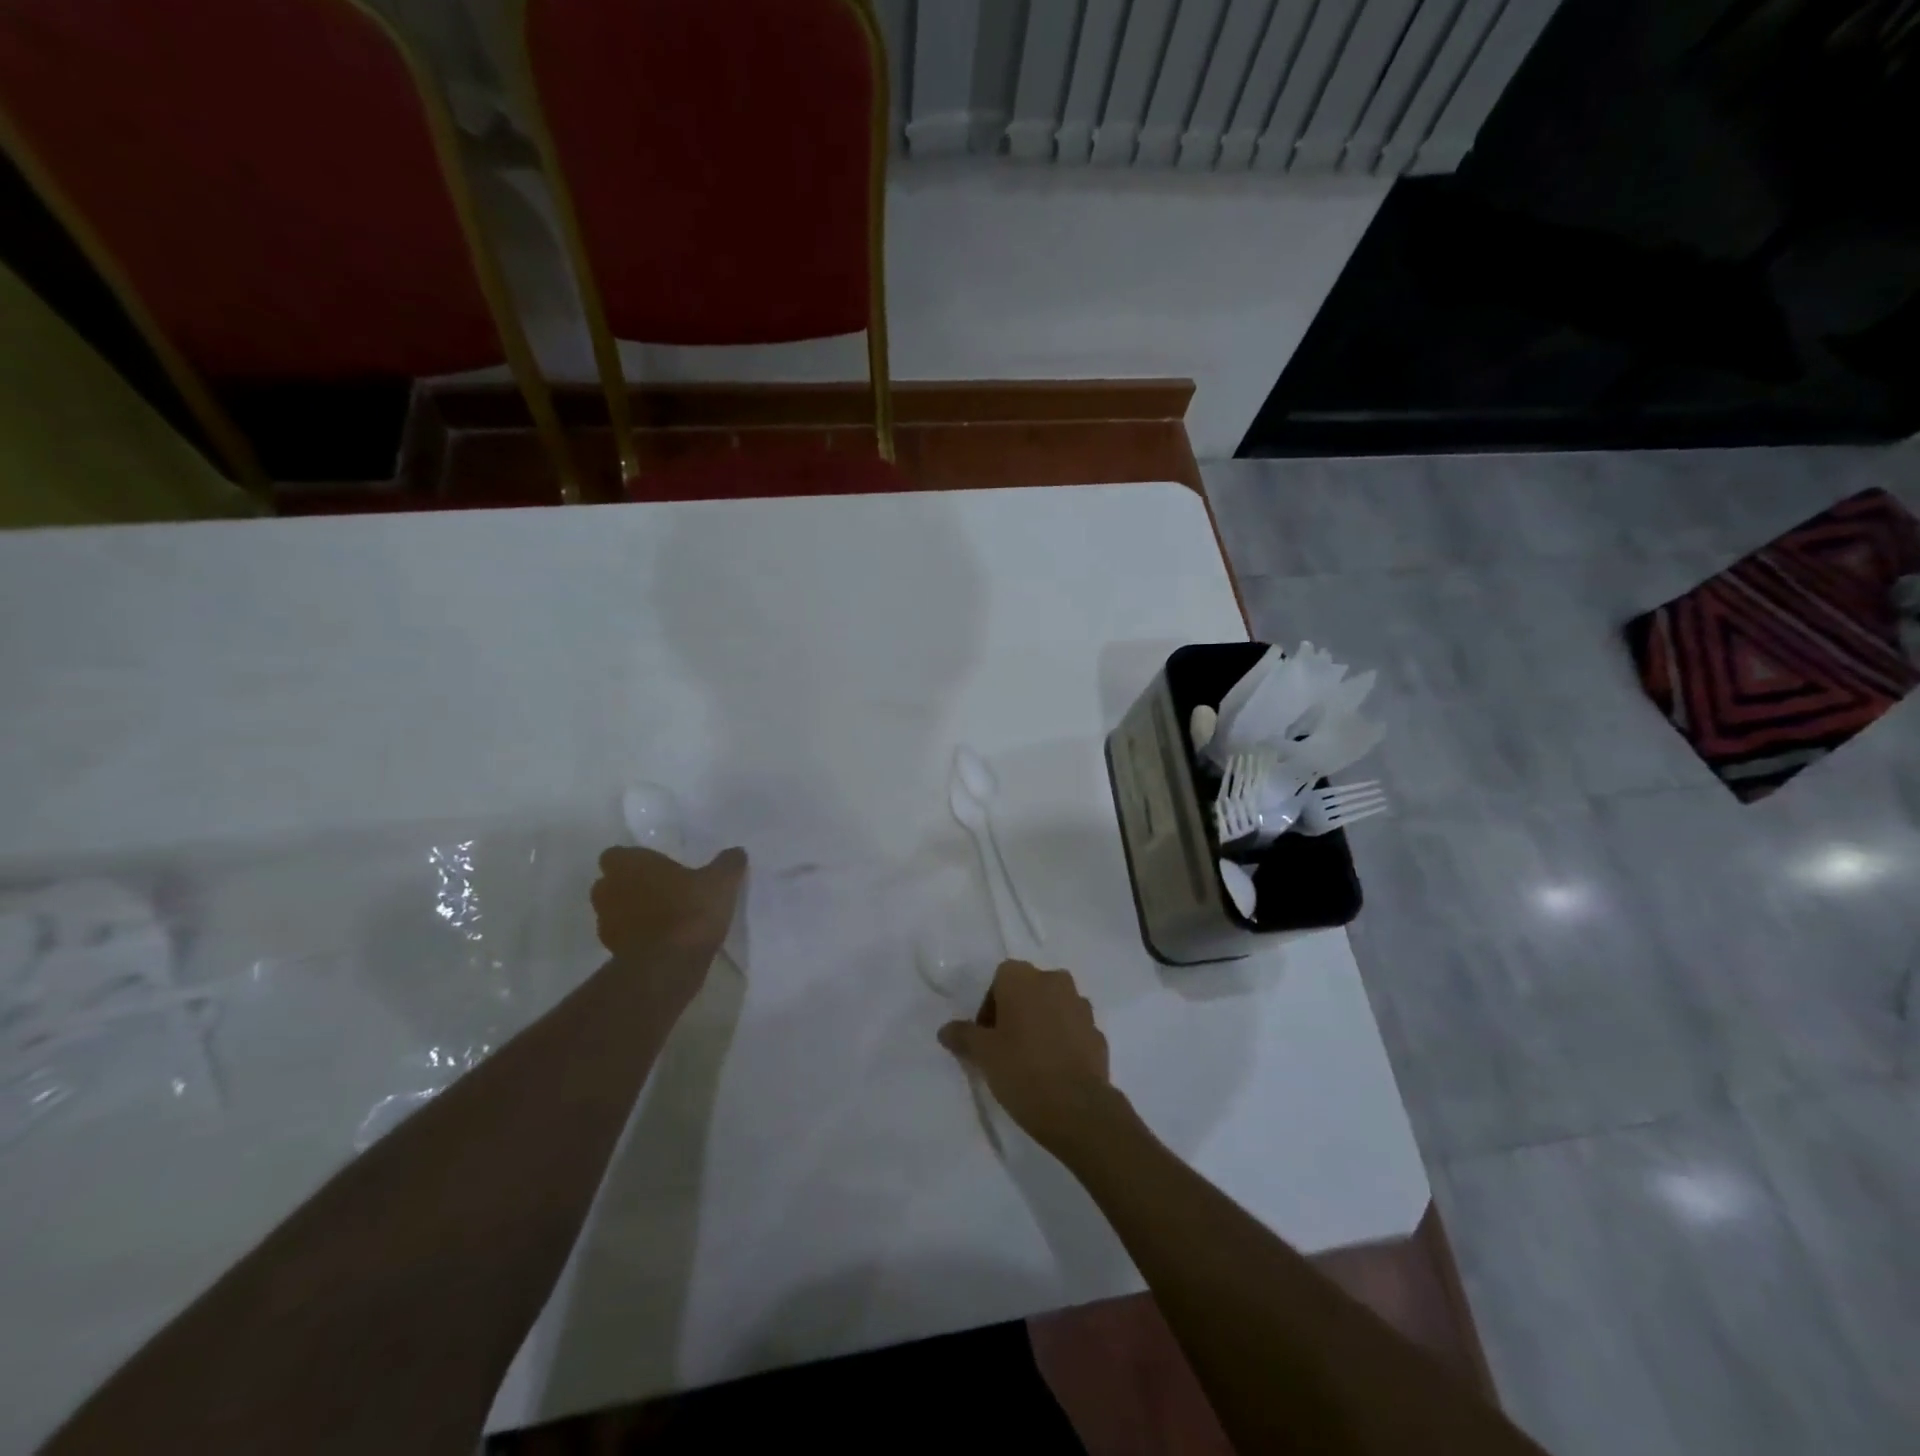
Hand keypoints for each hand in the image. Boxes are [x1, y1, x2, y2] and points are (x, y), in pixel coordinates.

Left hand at [591, 845, 745, 981]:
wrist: (668, 965)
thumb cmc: (690, 910)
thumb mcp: (722, 882)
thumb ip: (728, 864)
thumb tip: (736, 852)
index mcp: (629, 864)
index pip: (617, 854)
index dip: (635, 860)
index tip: (658, 867)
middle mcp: (609, 889)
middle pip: (611, 882)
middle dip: (630, 885)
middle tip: (662, 889)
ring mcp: (606, 922)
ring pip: (614, 910)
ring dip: (632, 911)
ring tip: (664, 917)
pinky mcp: (611, 950)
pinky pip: (623, 936)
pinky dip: (637, 936)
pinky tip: (664, 939)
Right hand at [938, 961, 1121, 1154]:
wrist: (1077, 1108)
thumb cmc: (1022, 1070)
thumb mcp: (983, 1054)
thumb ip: (963, 1036)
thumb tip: (946, 1030)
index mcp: (1024, 978)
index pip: (1000, 979)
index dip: (989, 1007)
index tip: (985, 1037)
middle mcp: (1055, 981)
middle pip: (1029, 990)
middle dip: (1016, 1012)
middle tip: (1004, 1047)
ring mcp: (1081, 1006)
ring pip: (1053, 1008)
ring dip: (1041, 1024)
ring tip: (1030, 1060)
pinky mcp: (1098, 1033)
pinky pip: (1073, 1030)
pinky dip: (1062, 1041)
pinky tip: (1053, 1070)